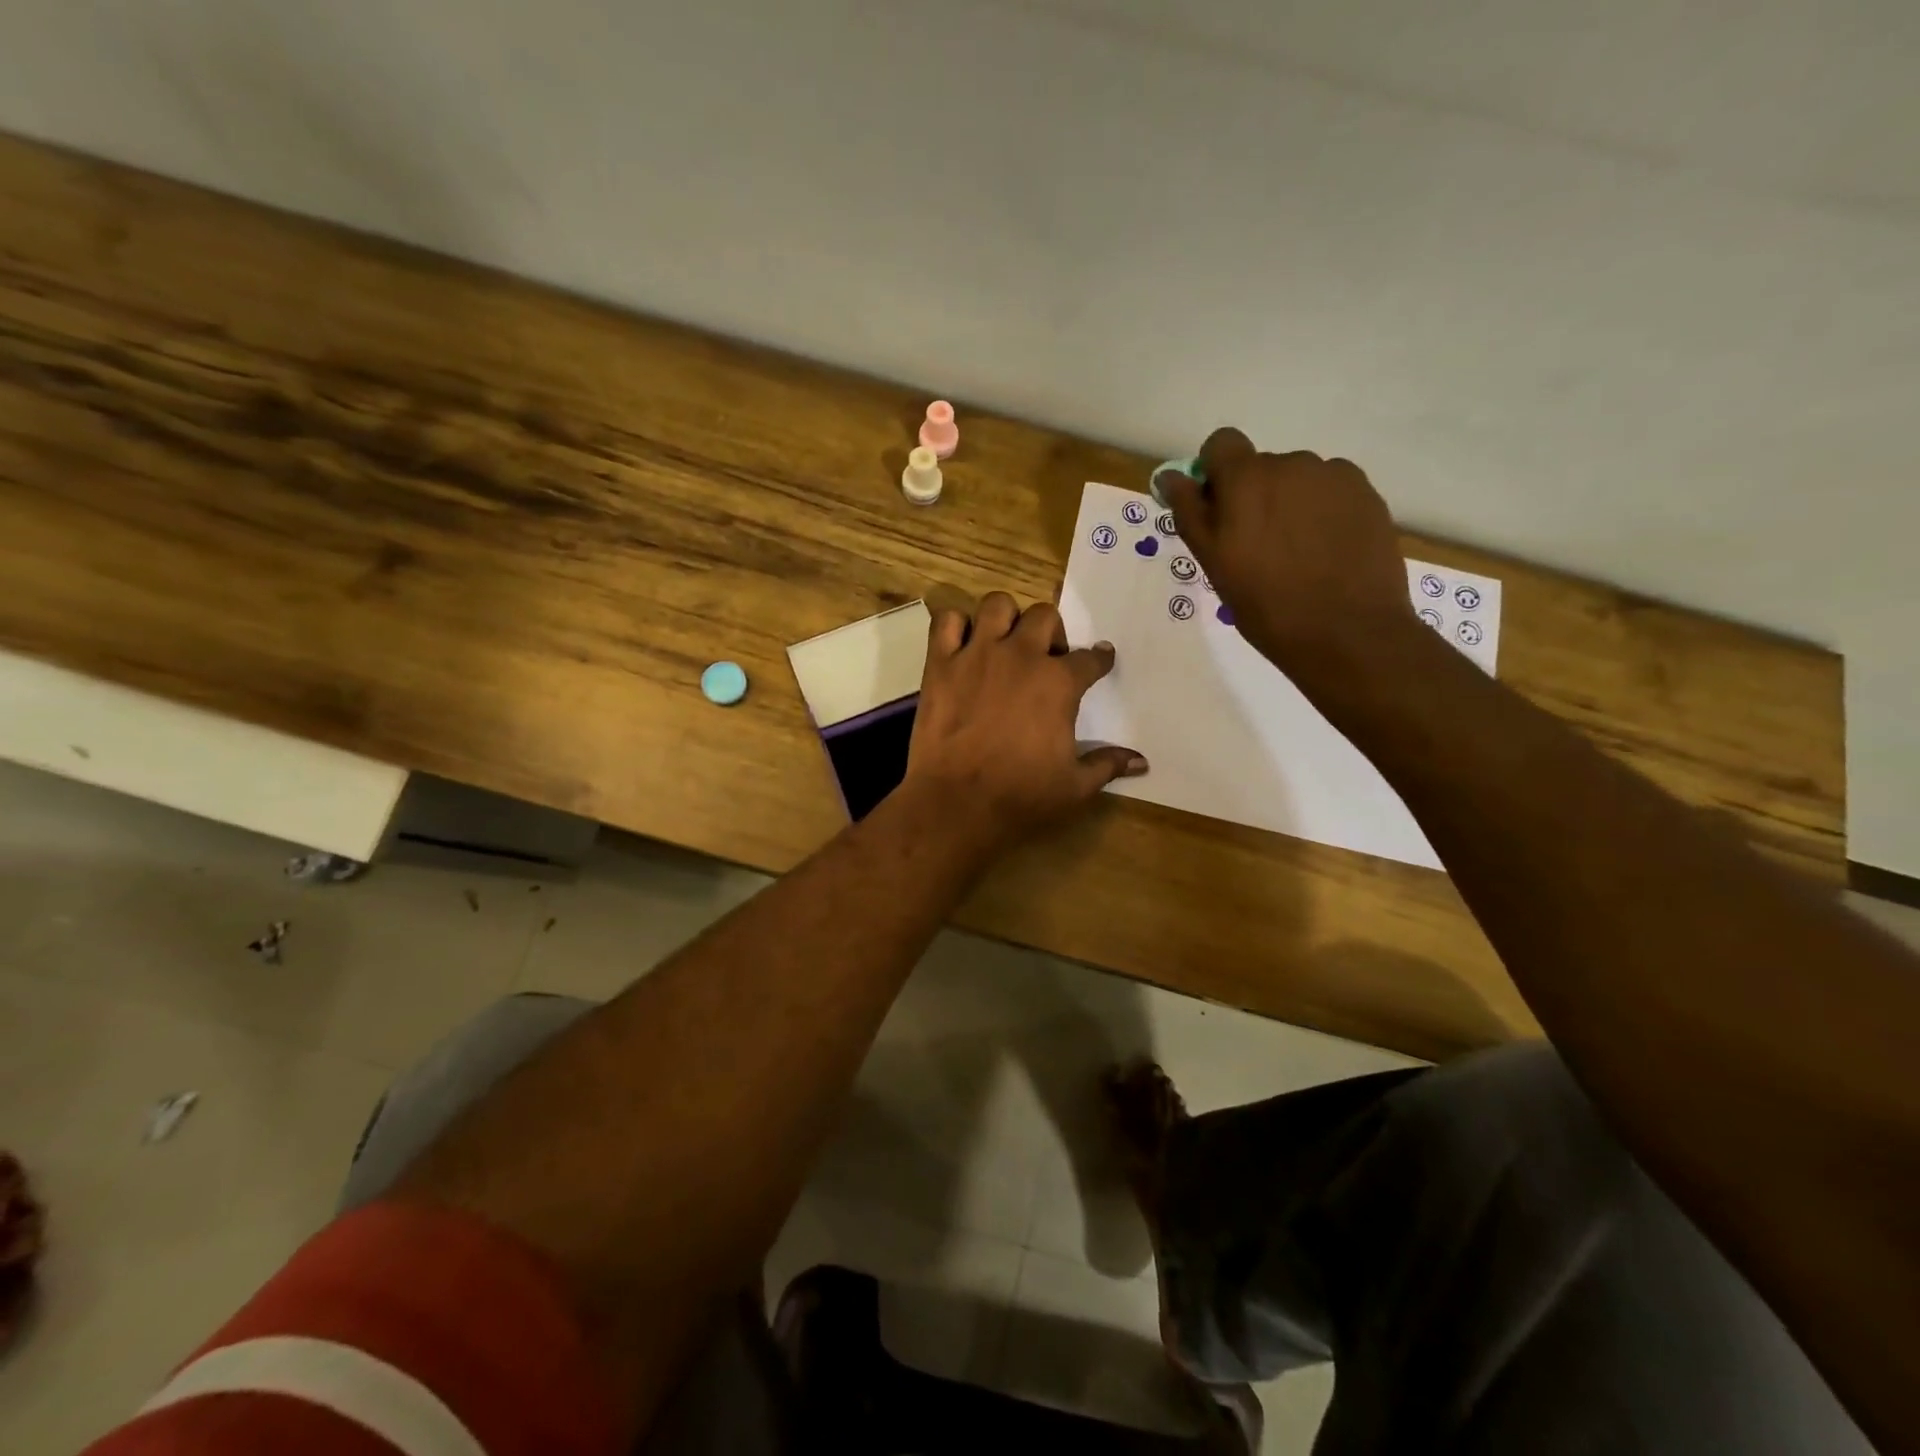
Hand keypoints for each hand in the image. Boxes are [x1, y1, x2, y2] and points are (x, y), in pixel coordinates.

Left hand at [902, 593, 1146, 852]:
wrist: (957, 802)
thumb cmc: (1021, 795)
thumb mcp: (1075, 786)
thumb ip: (1108, 765)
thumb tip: (1141, 762)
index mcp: (1059, 682)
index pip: (1090, 658)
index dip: (1099, 659)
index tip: (1100, 659)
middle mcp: (1021, 656)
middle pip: (1045, 616)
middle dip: (1052, 632)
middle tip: (1046, 658)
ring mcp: (977, 655)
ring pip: (997, 605)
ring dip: (1006, 619)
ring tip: (1005, 643)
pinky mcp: (940, 663)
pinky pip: (947, 621)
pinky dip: (955, 625)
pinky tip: (962, 645)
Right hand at [1160, 429, 1415, 685]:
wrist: (1346, 632)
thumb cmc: (1265, 604)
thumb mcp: (1214, 563)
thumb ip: (1191, 512)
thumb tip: (1171, 477)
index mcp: (1246, 478)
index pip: (1221, 444)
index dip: (1216, 472)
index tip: (1219, 509)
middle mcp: (1291, 464)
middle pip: (1262, 466)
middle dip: (1255, 496)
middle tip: (1258, 548)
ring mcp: (1334, 477)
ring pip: (1299, 480)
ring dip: (1291, 504)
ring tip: (1298, 554)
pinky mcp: (1367, 494)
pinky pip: (1333, 491)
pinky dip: (1324, 512)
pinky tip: (1327, 552)